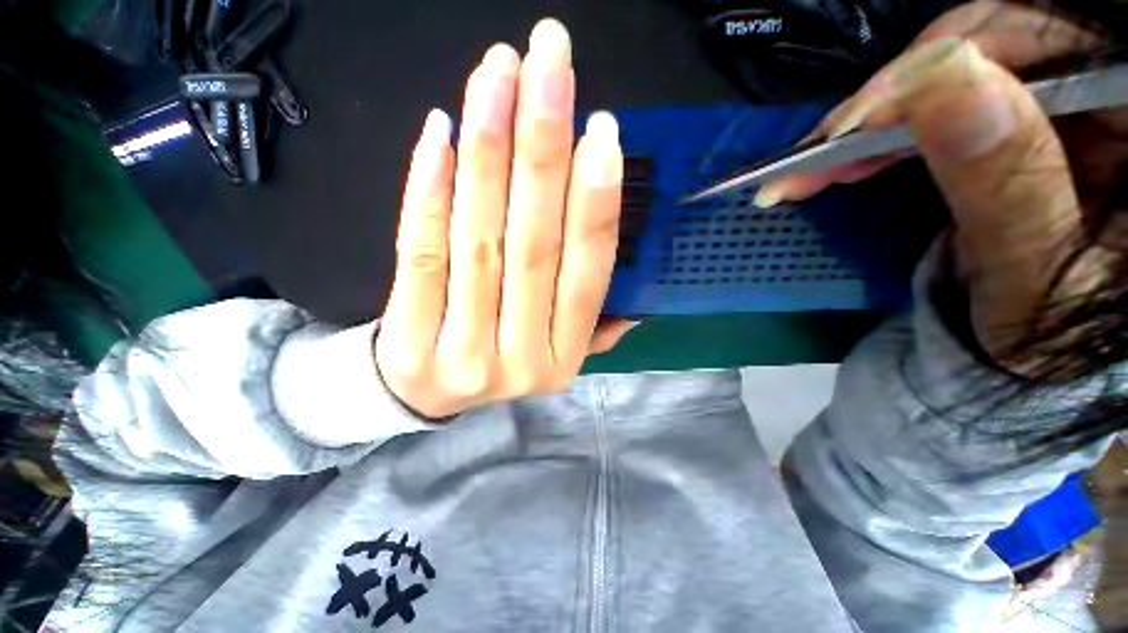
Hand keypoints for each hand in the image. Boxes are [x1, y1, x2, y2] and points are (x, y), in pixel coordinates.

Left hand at [375, 19, 635, 418]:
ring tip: (499, 72)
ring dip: (490, 148)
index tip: (601, 131)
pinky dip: (430, 187)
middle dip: (544, 147)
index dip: (595, 203)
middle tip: (550, 60)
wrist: (422, 396)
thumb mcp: (553, 353)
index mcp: (563, 359)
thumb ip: (592, 326)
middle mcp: (521, 358)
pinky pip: (420, 251)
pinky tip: (441, 129)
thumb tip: (636, 305)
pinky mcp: (408, 339)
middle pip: (535, 244)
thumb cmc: (494, 362)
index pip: (587, 275)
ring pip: (480, 239)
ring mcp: (463, 352)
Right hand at [754, 2, 1126, 365]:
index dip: (950, 61)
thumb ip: (1008, 182)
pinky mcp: (1015, 123)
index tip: (861, 118)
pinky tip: (851, 158)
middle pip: (992, 43)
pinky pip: (941, 101)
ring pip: (957, 69)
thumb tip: (945, 77)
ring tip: (821, 162)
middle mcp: (1101, 92)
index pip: (1044, 41)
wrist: (1043, 354)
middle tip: (824, 148)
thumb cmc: (1051, 336)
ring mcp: (1056, 104)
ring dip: (880, 115)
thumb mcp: (1036, 276)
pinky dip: (887, 129)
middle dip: (899, 91)